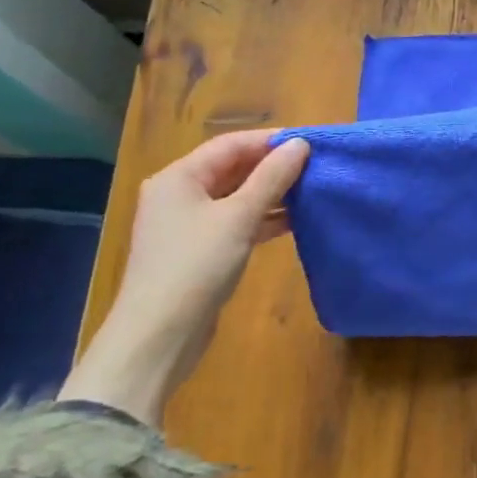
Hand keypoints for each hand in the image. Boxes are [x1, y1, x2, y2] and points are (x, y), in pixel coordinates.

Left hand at [61, 129, 310, 423]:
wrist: (159, 336)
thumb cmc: (196, 266)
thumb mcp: (239, 217)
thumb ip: (271, 178)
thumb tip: (300, 145)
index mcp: (179, 177)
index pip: (231, 145)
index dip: (271, 140)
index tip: (312, 143)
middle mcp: (180, 194)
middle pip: (233, 168)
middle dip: (273, 166)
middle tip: (317, 165)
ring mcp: (189, 224)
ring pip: (237, 196)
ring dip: (272, 192)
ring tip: (313, 190)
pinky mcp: (200, 250)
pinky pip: (236, 221)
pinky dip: (263, 218)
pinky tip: (295, 220)